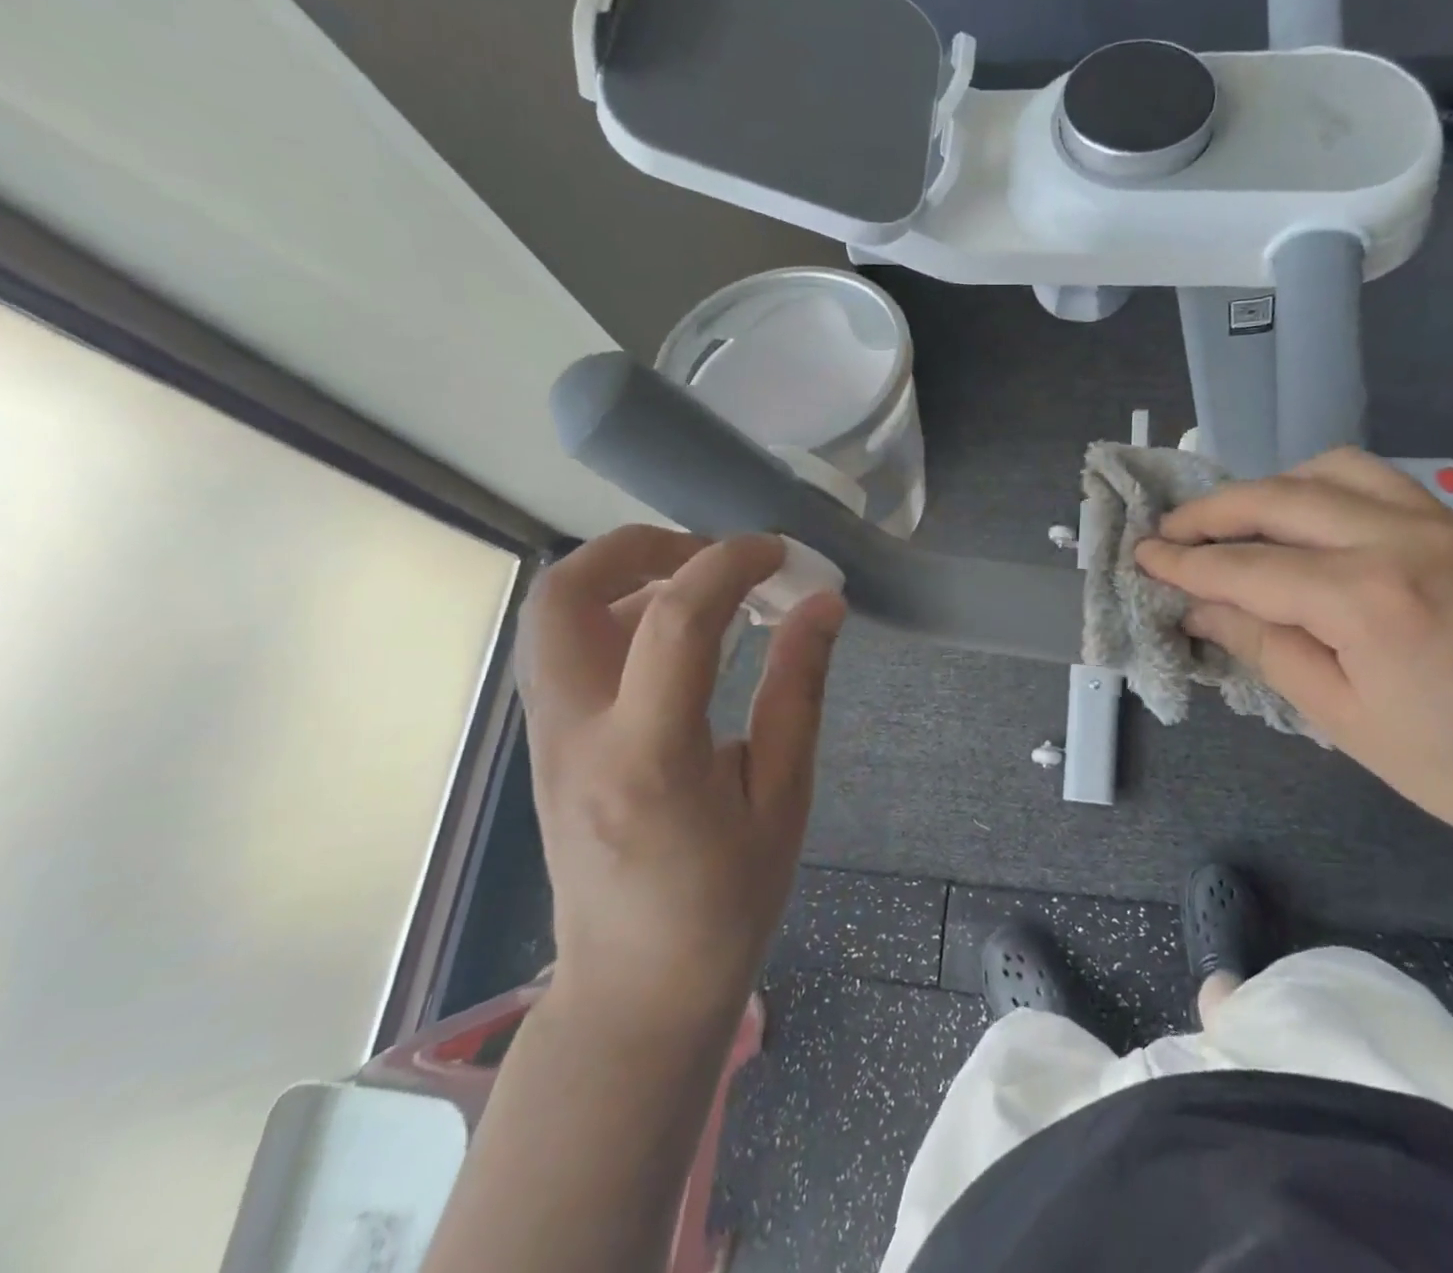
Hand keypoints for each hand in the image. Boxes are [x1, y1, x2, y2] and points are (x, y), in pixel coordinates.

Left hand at [515, 527, 844, 1033]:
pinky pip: (562, 648)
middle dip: (640, 546)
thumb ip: (798, 691)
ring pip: (551, 615)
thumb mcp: (784, 799)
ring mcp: (547, 740)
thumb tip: (822, 604)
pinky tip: (675, 640)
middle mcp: (577, 735)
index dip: (731, 564)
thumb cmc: (726, 905)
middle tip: (714, 556)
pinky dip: (613, 613)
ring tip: (701, 591)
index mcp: (648, 756)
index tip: (779, 552)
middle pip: (565, 593)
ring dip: (622, 575)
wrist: (636, 991)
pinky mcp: (545, 746)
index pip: (676, 621)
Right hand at [1135, 449, 1452, 859]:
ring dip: (1268, 489)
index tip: (1140, 556)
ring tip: (1234, 524)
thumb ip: (1268, 649)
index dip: (1185, 563)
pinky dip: (1322, 489)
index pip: (1247, 567)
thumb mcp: (1349, 724)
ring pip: (1330, 472)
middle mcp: (1400, 539)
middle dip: (1211, 513)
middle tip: (1168, 533)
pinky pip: (1377, 482)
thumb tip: (1202, 611)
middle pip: (1279, 500)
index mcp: (1367, 599)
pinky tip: (1306, 524)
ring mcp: (1442, 525)